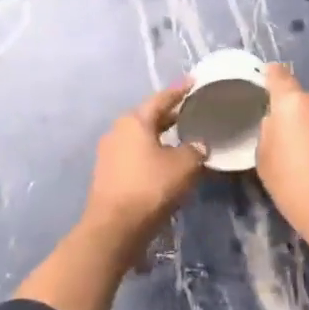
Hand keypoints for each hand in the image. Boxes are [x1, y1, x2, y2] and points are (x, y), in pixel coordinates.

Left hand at [17, 84, 205, 309]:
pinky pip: (136, 156)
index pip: (161, 99)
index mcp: (134, 121)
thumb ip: (196, 150)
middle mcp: (118, 131)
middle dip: (171, 115)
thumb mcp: (183, 166)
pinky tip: (167, 163)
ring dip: (161, 137)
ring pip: (142, 138)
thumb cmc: (150, 188)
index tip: (193, 82)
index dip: (179, 91)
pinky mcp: (109, 174)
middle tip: (192, 111)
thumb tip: (200, 145)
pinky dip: (152, 154)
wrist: (115, 227)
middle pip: (149, 118)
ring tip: (184, 137)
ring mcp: (110, 153)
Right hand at [256, 64, 308, 305]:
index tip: (263, 85)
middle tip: (285, 138)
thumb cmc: (292, 184)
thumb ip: (269, 130)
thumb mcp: (264, 157)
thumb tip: (278, 122)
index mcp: (294, 102)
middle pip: (301, 99)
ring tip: (305, 155)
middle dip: (294, 113)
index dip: (268, 77)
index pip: (278, 75)